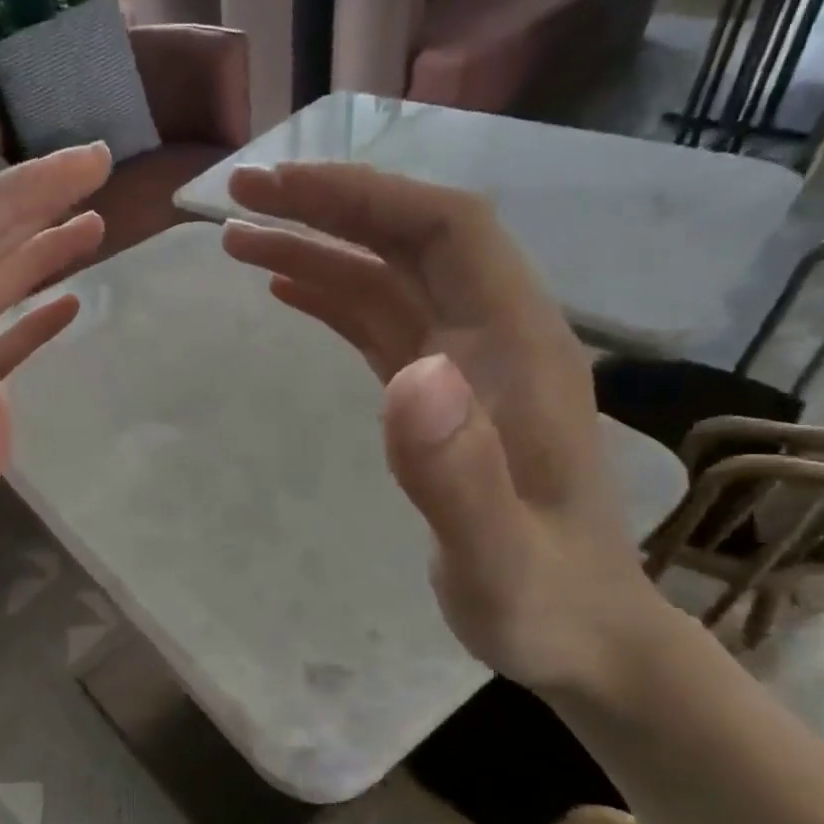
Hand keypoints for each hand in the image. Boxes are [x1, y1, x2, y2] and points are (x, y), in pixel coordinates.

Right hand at [222, 163, 663, 695]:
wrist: (585, 635)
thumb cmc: (543, 603)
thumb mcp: (497, 559)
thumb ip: (459, 474)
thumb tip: (410, 373)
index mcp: (518, 350)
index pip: (445, 231)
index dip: (364, 197)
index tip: (278, 189)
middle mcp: (495, 338)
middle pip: (412, 238)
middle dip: (328, 206)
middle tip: (238, 196)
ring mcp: (467, 366)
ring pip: (389, 277)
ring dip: (318, 248)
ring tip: (238, 241)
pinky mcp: (443, 396)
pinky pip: (383, 323)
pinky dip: (333, 295)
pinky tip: (288, 290)